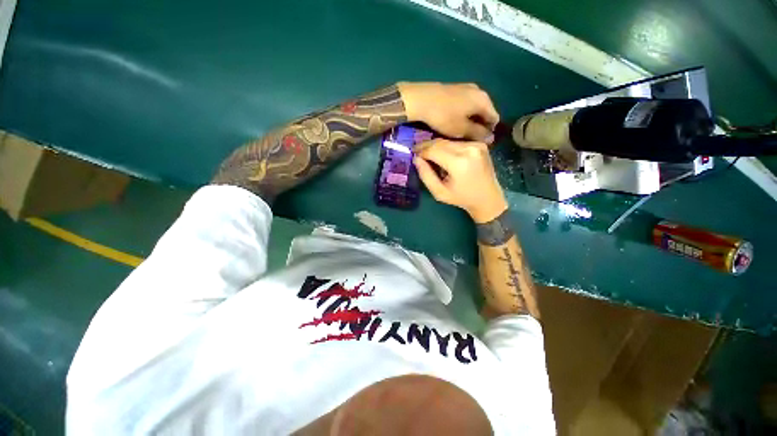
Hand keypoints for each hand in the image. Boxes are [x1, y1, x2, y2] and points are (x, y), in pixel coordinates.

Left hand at [397, 82, 498, 142]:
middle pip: (485, 112)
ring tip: (460, 132)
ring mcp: (467, 87)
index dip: (489, 132)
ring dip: (471, 120)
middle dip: (479, 126)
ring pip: (474, 107)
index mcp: (484, 100)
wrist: (421, 99)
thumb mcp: (461, 129)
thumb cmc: (443, 116)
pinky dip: (463, 113)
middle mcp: (479, 90)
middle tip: (468, 138)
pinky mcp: (455, 88)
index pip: (494, 118)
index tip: (478, 142)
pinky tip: (454, 121)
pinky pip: (465, 103)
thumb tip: (491, 138)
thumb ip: (478, 133)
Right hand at [414, 139, 507, 222]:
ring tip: (428, 154)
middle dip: (427, 146)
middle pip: (440, 142)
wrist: (488, 198)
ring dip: (436, 146)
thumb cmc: (462, 198)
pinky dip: (448, 147)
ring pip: (448, 141)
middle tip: (417, 152)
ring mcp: (476, 145)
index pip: (433, 150)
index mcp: (459, 163)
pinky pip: (457, 143)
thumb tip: (416, 159)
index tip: (412, 153)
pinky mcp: (480, 145)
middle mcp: (469, 149)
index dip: (421, 151)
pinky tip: (444, 155)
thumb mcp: (439, 192)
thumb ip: (426, 175)